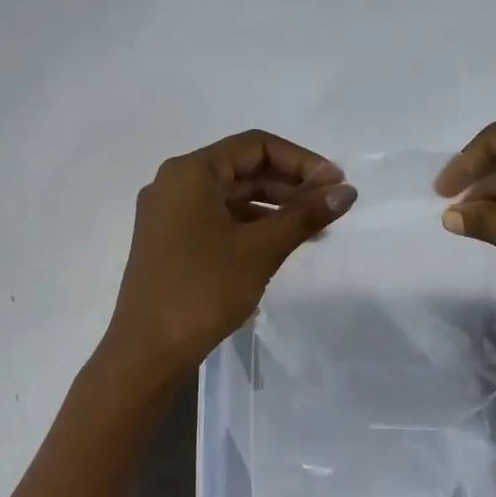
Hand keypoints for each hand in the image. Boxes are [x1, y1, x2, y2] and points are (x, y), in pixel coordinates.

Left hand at [104, 130, 356, 377]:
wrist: (147, 350)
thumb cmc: (203, 290)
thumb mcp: (260, 249)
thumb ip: (305, 215)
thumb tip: (348, 191)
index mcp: (190, 172)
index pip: (255, 146)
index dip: (301, 160)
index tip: (336, 183)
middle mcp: (174, 183)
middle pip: (242, 168)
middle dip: (290, 184)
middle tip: (330, 205)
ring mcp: (168, 213)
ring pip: (231, 196)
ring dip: (274, 206)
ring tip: (314, 228)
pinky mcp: (169, 241)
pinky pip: (218, 218)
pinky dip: (251, 225)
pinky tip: (280, 243)